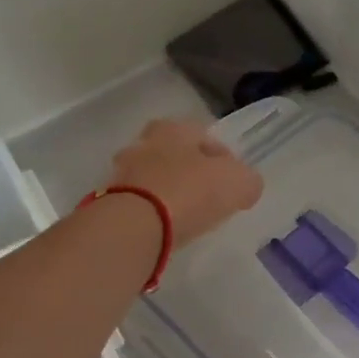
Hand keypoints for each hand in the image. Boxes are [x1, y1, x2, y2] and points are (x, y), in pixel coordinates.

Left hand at [108, 119, 262, 247]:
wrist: (136, 224)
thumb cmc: (191, 191)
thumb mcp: (239, 182)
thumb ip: (247, 181)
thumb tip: (246, 187)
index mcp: (174, 128)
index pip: (205, 135)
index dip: (223, 157)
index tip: (233, 182)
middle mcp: (144, 142)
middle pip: (175, 155)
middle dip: (191, 172)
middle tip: (209, 197)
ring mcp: (122, 172)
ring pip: (155, 178)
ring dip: (170, 193)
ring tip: (188, 217)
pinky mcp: (110, 201)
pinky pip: (140, 203)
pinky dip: (153, 213)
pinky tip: (167, 229)